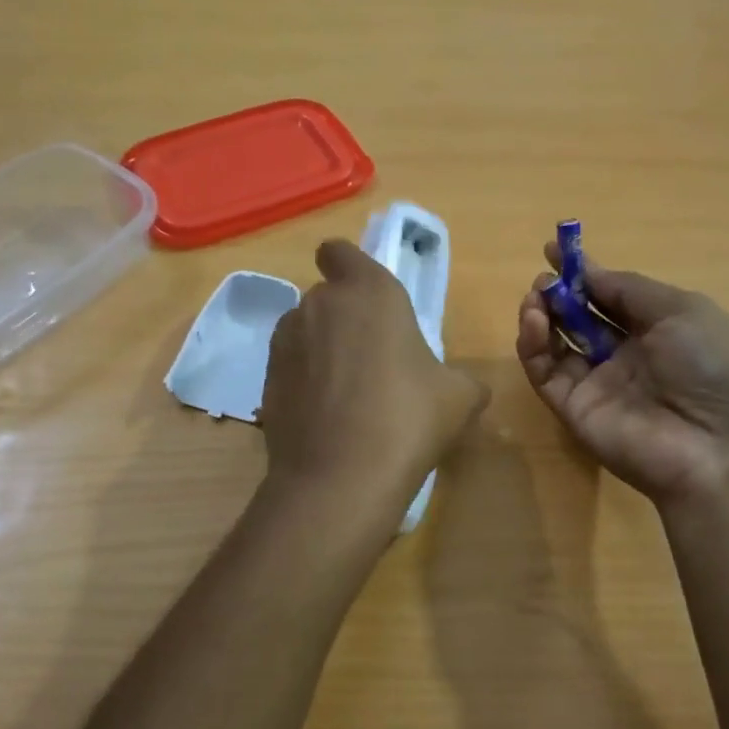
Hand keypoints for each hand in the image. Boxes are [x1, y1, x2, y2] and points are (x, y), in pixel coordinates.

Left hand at [263, 240, 488, 499]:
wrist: (340, 476)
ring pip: (303, 331)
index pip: (339, 252)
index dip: (348, 267)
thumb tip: (464, 388)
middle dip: (343, 317)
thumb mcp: (459, 397)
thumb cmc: (409, 418)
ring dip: (321, 348)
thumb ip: (461, 379)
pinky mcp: (265, 380)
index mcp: (368, 291)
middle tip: (372, 359)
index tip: (366, 296)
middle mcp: (319, 304)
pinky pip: (289, 367)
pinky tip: (325, 417)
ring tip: (346, 393)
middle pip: (326, 296)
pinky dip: (304, 381)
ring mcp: (285, 342)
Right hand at [516, 241, 728, 505]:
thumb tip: (586, 272)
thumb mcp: (681, 310)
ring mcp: (597, 385)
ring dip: (541, 316)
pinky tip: (535, 322)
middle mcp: (626, 356)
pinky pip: (545, 373)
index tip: (553, 250)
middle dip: (558, 294)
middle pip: (579, 319)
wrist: (723, 447)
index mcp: (658, 329)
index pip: (610, 297)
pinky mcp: (573, 410)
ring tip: (536, 298)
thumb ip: (626, 289)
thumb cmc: (714, 364)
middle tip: (544, 280)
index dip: (583, 274)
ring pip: (556, 345)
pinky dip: (533, 346)